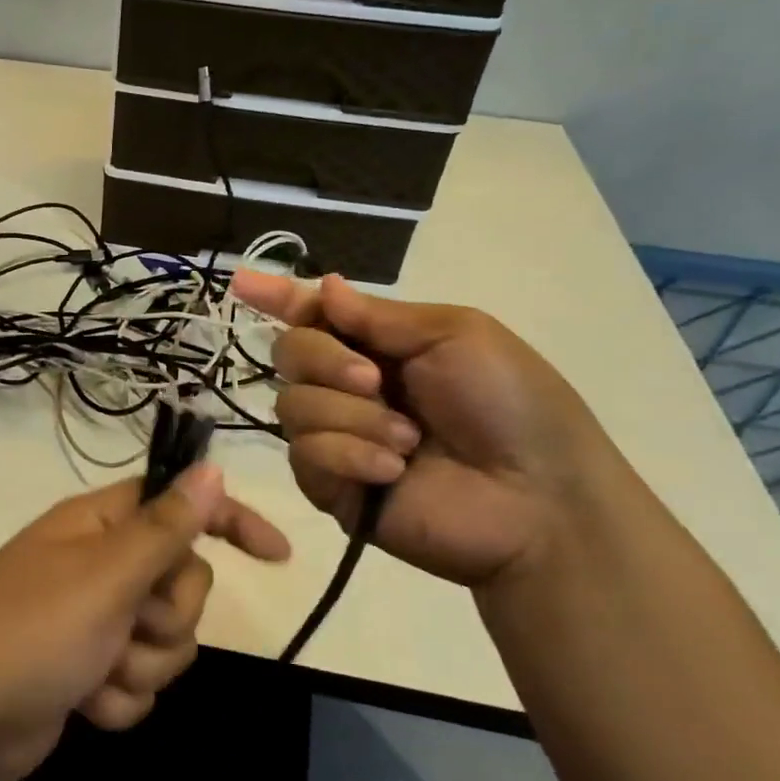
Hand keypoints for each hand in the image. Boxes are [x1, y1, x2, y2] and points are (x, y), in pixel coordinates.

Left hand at [0, 466, 289, 780]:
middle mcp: (101, 566)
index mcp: (101, 525)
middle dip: (169, 616)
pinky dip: (119, 700)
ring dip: (143, 667)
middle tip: (129, 625)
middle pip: (183, 582)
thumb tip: (211, 467)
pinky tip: (84, 704)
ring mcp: (94, 622)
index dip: (230, 521)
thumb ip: (166, 526)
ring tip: (98, 673)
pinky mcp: (88, 672)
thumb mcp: (106, 574)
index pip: (180, 506)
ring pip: (167, 640)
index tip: (277, 556)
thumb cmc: (31, 630)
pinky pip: (138, 684)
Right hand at [231, 271, 628, 590]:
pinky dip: (348, 454)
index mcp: (379, 346)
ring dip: (351, 416)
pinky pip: (304, 454)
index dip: (279, 296)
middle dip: (325, 360)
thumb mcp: (454, 336)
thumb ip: (378, 316)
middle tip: (374, 381)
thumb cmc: (509, 405)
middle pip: (289, 354)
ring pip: (291, 405)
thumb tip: (325, 286)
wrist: (538, 499)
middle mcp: (348, 386)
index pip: (316, 315)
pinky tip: (391, 470)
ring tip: (408, 441)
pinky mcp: (330, 486)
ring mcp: (336, 437)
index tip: (241, 281)